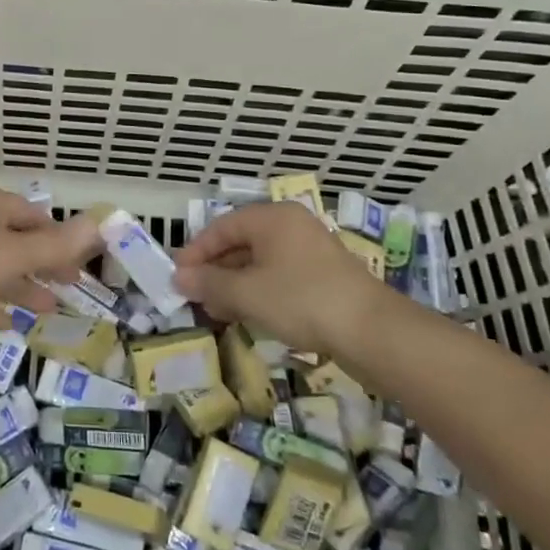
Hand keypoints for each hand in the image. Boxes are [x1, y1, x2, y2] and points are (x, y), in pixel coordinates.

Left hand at [0, 188, 100, 329]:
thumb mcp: (17, 253)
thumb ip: (57, 245)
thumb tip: (99, 223)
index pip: (32, 215)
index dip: (58, 236)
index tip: (79, 261)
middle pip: (15, 242)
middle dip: (43, 264)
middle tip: (68, 287)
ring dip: (21, 287)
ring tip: (47, 309)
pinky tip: (7, 325)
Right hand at [173, 200, 391, 354]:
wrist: (372, 331)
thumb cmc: (301, 300)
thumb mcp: (247, 292)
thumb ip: (209, 283)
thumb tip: (179, 278)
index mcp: (272, 218)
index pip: (221, 227)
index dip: (195, 252)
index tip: (177, 277)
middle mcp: (291, 226)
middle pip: (240, 243)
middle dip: (214, 271)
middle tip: (194, 296)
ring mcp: (310, 250)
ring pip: (260, 262)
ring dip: (234, 285)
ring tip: (216, 311)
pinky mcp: (324, 276)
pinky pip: (280, 276)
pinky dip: (259, 292)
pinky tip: (248, 315)